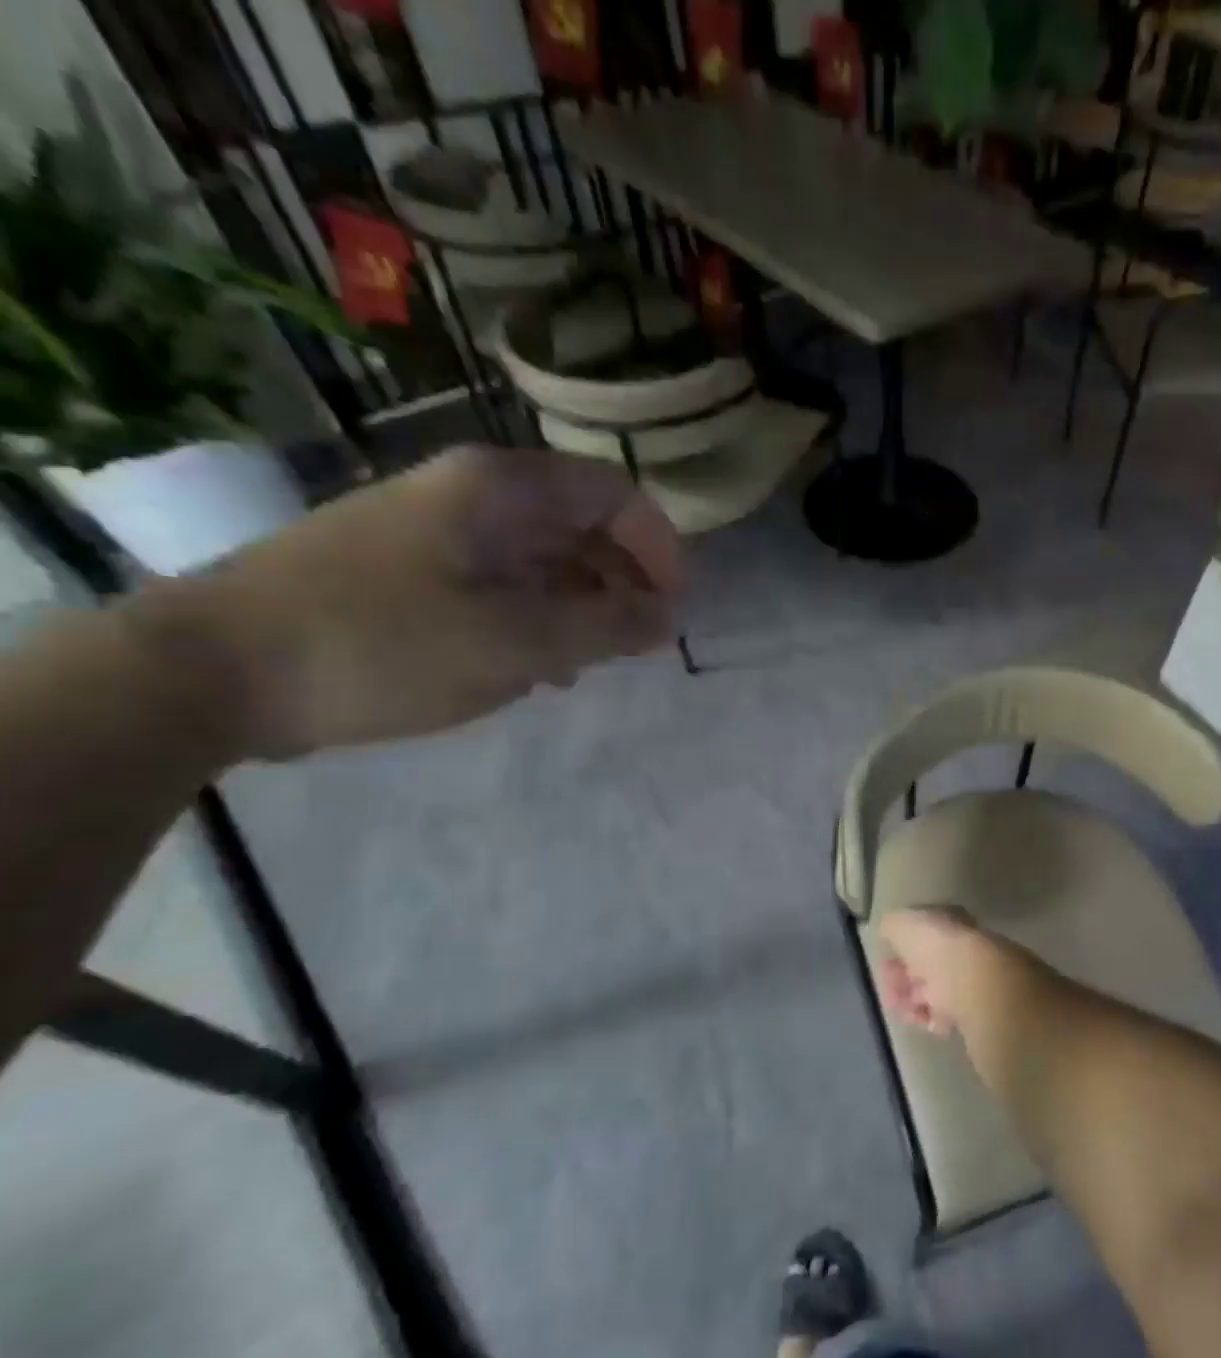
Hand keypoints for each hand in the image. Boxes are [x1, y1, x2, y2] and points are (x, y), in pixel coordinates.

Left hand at [134, 446, 683, 759]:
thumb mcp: (519, 641)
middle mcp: (471, 494)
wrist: (212, 671)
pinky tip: (540, 667)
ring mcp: (435, 530)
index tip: (672, 609)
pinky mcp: (409, 569)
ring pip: (544, 556)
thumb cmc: (384, 644)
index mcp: (500, 488)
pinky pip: (502, 582)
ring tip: (594, 662)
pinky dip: (538, 617)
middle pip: (582, 523)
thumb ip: (609, 626)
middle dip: (625, 581)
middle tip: (640, 642)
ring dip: (585, 605)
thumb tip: (670, 616)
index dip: (660, 549)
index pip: (616, 495)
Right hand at [876, 905, 1001, 1037]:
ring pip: (933, 992)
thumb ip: (891, 926)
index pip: (922, 935)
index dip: (899, 949)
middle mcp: (959, 947)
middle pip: (925, 966)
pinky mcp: (974, 1008)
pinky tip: (923, 1018)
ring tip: (903, 1009)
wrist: (970, 982)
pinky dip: (930, 1018)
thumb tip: (888, 931)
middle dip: (902, 980)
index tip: (884, 963)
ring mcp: (968, 978)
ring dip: (912, 1001)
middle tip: (890, 993)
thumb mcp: (900, 923)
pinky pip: (945, 1015)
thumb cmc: (933, 946)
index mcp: (947, 922)